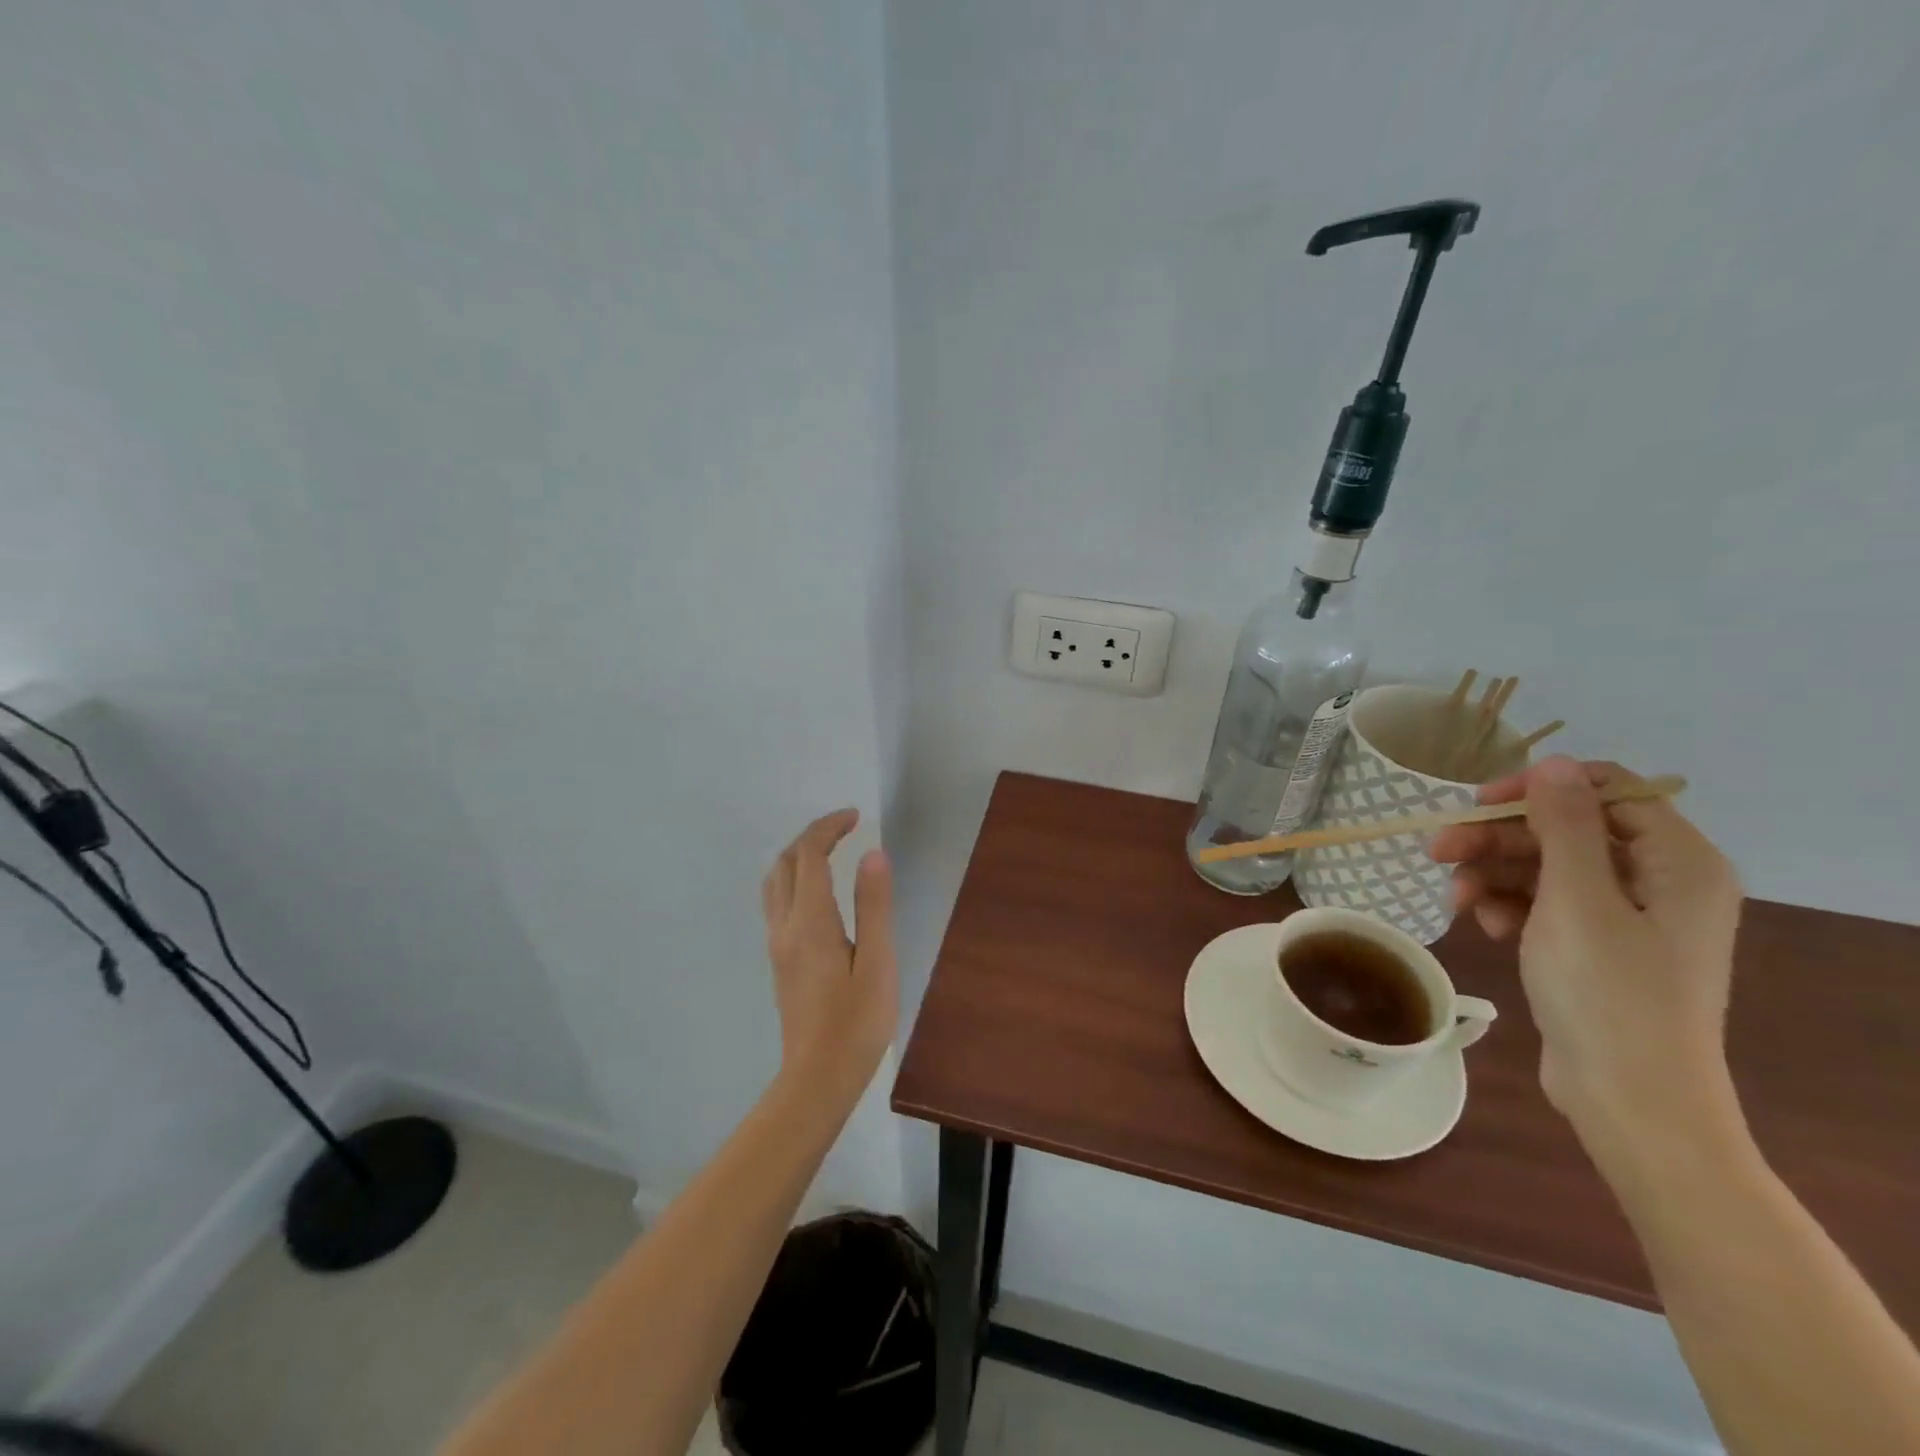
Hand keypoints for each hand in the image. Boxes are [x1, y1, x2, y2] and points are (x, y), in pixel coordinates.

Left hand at [760, 809, 897, 1105]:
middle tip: (846, 829)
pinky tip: (816, 893)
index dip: (829, 828)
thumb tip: (872, 854)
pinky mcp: (779, 962)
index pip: (809, 855)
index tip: (855, 816)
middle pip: (786, 863)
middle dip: (813, 836)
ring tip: (829, 852)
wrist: (817, 1078)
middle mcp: (785, 926)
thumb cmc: (857, 1022)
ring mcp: (777, 945)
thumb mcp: (878, 962)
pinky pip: (776, 902)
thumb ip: (874, 906)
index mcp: (811, 921)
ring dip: (797, 856)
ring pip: (774, 882)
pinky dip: (793, 879)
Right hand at [1428, 756, 1743, 1146]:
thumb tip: (1554, 762)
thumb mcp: (1577, 899)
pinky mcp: (1598, 947)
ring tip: (1455, 901)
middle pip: (1565, 830)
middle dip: (1497, 840)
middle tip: (1435, 850)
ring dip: (1493, 875)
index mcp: (1677, 861)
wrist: (1630, 1099)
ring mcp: (1628, 916)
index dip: (1538, 789)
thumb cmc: (1609, 992)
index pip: (1606, 791)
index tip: (1478, 803)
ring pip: (1546, 868)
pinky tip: (1485, 926)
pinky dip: (1509, 907)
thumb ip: (1564, 824)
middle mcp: (1659, 880)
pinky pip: (1545, 904)